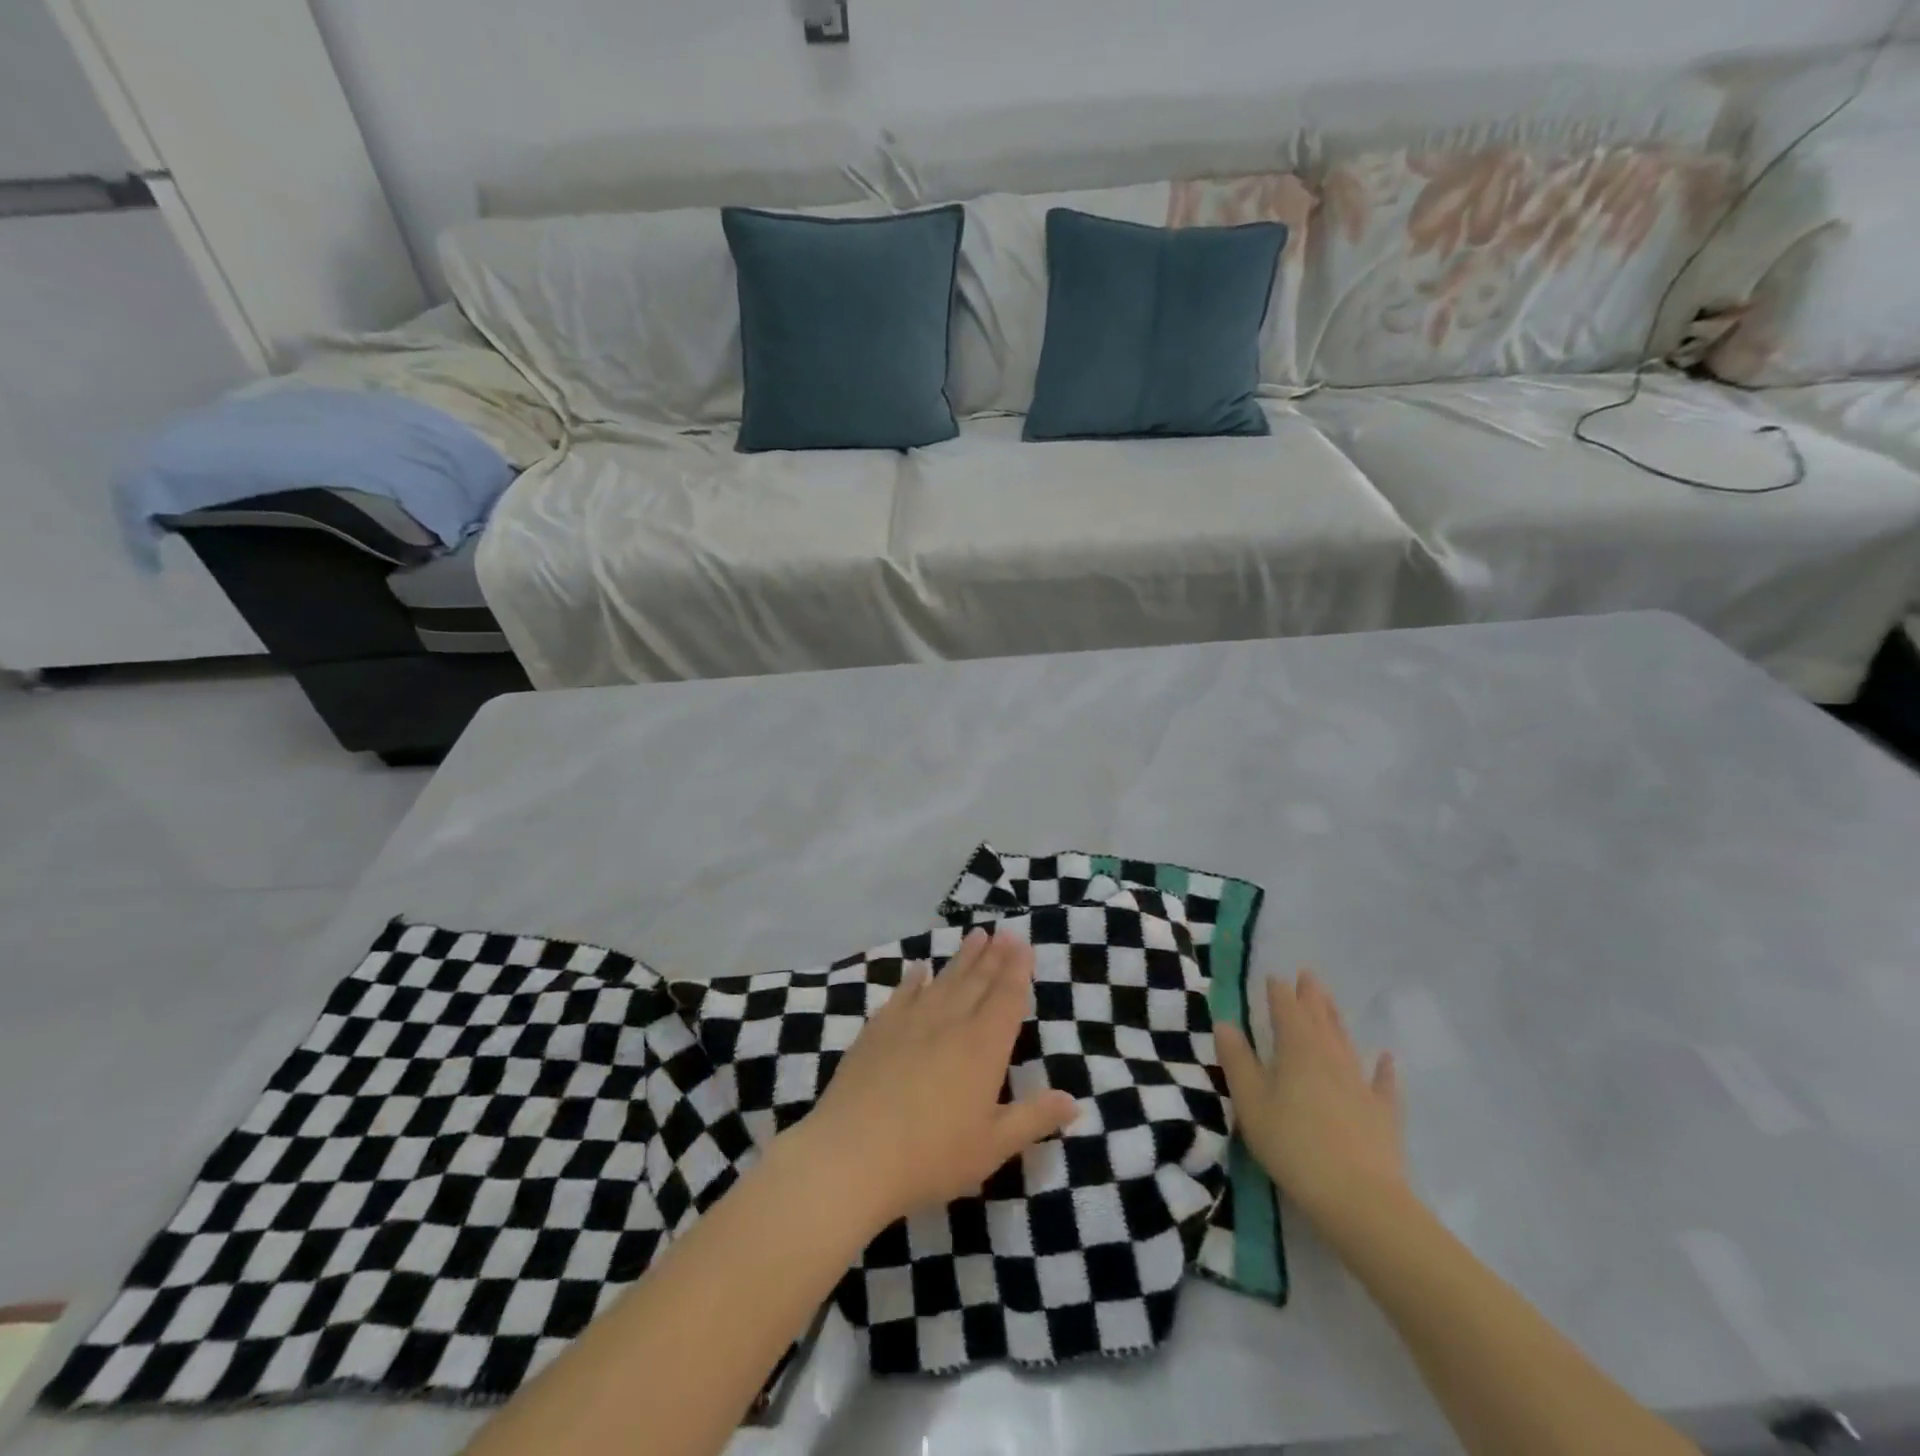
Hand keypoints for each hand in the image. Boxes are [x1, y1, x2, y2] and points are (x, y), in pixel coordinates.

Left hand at [792, 928, 1078, 1225]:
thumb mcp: (992, 1146)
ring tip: (975, 936)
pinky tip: (919, 968)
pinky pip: (903, 993)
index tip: (1022, 944)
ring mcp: (911, 1022)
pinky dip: (914, 978)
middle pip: (977, 981)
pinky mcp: (878, 1030)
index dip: (1017, 970)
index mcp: (983, 1047)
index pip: (1007, 998)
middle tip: (1004, 931)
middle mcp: (950, 1023)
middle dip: (994, 956)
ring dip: (962, 958)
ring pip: (944, 980)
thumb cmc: (931, 1156)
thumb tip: (1074, 1101)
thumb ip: (1033, 1119)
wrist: (853, 1154)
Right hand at [1215, 970, 1409, 1230]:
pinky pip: (1383, 1083)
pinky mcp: (1382, 1113)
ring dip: (1336, 1019)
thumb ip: (1237, 1060)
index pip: (1286, 1009)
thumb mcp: (1251, 1102)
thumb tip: (1225, 1023)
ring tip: (1330, 1001)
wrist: (1358, 1198)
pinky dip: (1384, 1068)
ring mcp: (1360, 1084)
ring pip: (1346, 1042)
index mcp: (1296, 1049)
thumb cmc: (1292, 1145)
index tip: (1272, 977)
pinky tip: (1386, 1058)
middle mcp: (1330, 1057)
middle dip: (1311, 996)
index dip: (1279, 992)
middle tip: (1307, 975)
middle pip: (1319, 1019)